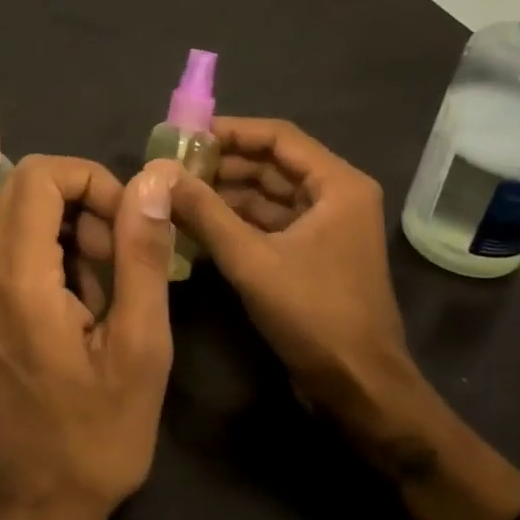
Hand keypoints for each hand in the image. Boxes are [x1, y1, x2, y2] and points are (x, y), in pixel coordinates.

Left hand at [0, 156, 177, 519]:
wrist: (36, 502)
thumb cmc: (97, 435)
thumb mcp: (141, 348)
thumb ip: (142, 257)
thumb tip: (150, 184)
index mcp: (19, 278)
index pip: (39, 176)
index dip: (91, 180)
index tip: (128, 224)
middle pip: (24, 186)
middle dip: (81, 199)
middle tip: (119, 252)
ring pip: (18, 213)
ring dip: (69, 227)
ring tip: (106, 286)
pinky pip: (13, 246)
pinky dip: (52, 250)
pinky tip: (82, 303)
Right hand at [168, 118, 419, 428]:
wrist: (360, 388)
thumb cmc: (314, 315)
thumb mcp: (251, 260)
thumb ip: (204, 212)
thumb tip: (159, 174)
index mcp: (337, 185)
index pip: (277, 137)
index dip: (230, 131)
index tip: (184, 136)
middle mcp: (335, 196)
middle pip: (271, 163)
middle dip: (221, 165)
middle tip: (171, 168)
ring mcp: (325, 226)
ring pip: (267, 194)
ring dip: (224, 194)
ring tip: (175, 195)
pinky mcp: (312, 253)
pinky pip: (269, 222)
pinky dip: (235, 221)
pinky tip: (195, 226)